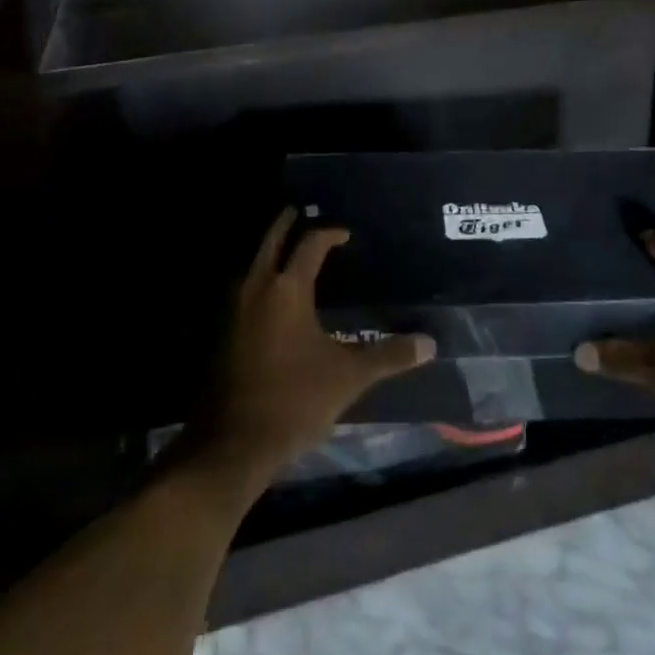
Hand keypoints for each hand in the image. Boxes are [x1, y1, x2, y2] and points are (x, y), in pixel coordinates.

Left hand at [184, 208, 434, 492]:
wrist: (234, 443)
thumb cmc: (295, 399)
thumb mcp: (348, 377)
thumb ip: (388, 356)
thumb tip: (429, 344)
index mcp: (287, 288)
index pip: (310, 244)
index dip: (329, 234)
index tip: (345, 234)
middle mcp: (257, 287)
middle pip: (271, 241)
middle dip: (286, 224)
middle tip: (299, 211)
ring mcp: (235, 309)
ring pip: (254, 264)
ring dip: (270, 251)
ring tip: (290, 249)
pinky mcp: (225, 332)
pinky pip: (245, 289)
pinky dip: (260, 278)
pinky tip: (274, 296)